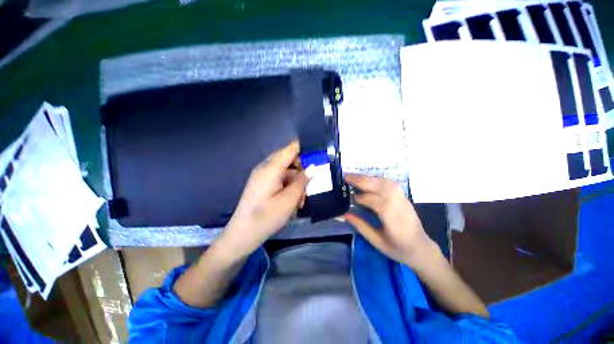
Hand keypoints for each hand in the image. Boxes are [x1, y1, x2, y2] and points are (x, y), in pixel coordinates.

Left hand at [214, 140, 307, 260]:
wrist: (243, 234)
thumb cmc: (266, 217)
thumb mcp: (289, 200)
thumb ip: (302, 182)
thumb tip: (313, 168)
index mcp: (270, 169)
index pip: (290, 149)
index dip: (304, 148)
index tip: (317, 155)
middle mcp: (265, 168)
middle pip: (288, 160)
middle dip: (301, 171)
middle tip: (309, 185)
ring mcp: (262, 176)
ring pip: (285, 172)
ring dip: (295, 182)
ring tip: (300, 201)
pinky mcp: (262, 184)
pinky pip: (279, 179)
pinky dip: (288, 187)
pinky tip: (291, 201)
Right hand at [344, 173, 438, 267]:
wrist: (422, 249)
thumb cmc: (398, 249)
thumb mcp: (377, 242)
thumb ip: (360, 226)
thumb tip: (343, 215)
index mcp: (393, 219)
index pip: (375, 202)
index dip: (361, 198)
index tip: (349, 197)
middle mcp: (399, 205)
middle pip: (381, 187)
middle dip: (362, 180)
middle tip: (346, 176)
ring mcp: (403, 199)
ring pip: (386, 182)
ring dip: (368, 178)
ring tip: (354, 176)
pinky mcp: (404, 197)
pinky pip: (390, 183)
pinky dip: (376, 179)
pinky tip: (368, 180)